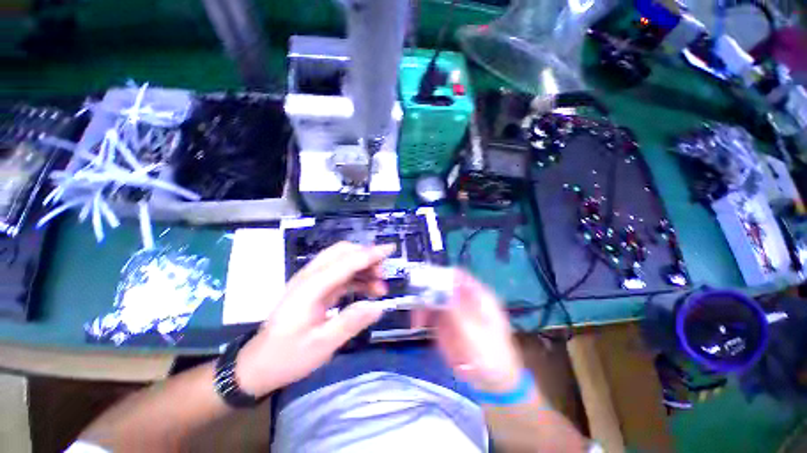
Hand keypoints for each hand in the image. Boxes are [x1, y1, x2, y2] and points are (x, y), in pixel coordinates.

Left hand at [235, 242, 394, 396]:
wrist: (257, 365)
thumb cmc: (287, 357)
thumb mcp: (322, 345)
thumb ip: (351, 322)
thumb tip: (380, 306)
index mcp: (312, 287)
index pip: (347, 261)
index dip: (371, 254)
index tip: (391, 249)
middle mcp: (311, 276)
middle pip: (343, 252)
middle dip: (367, 257)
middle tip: (383, 275)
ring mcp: (311, 280)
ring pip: (342, 260)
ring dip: (363, 267)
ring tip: (380, 287)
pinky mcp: (313, 287)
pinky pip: (339, 273)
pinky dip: (356, 277)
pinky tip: (367, 290)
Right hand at [414, 270, 523, 392]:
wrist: (495, 384)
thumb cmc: (491, 356)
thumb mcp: (474, 332)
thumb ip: (457, 309)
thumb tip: (441, 287)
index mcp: (478, 295)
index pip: (456, 275)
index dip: (440, 274)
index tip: (423, 281)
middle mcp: (465, 299)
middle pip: (441, 286)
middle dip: (427, 293)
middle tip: (416, 305)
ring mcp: (456, 311)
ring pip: (433, 299)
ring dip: (423, 307)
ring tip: (416, 322)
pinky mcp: (448, 324)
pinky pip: (432, 314)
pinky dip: (424, 317)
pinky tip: (420, 326)